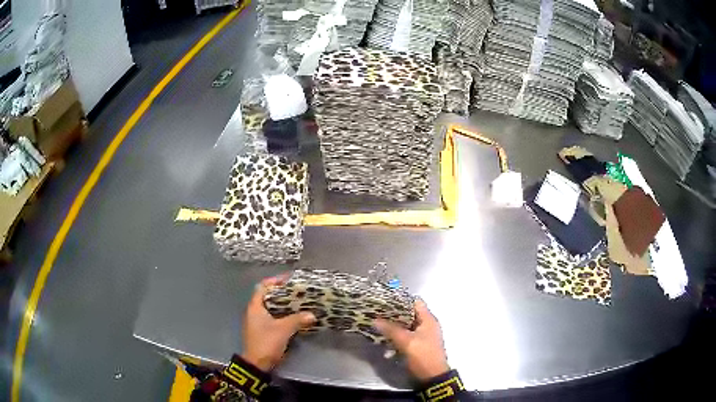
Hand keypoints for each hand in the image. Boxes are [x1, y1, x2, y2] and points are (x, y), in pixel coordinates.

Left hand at [242, 275, 315, 371]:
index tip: (290, 280)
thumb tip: (312, 314)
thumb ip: (297, 320)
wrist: (257, 364)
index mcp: (255, 307)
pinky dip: (284, 315)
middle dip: (283, 293)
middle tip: (299, 291)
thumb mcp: (283, 330)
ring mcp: (258, 321)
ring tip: (300, 302)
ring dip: (285, 305)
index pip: (263, 287)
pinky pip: (275, 317)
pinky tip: (296, 317)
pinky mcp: (263, 330)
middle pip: (269, 296)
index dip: (275, 281)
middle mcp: (255, 311)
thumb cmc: (266, 342)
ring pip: (273, 307)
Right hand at [374, 299, 449, 381]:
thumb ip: (391, 329)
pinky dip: (396, 339)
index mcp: (428, 320)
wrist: (432, 376)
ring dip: (393, 328)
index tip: (385, 300)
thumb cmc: (423, 355)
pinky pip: (405, 338)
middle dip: (393, 315)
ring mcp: (422, 336)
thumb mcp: (406, 341)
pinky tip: (385, 345)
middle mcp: (426, 325)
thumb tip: (375, 319)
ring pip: (405, 327)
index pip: (415, 302)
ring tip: (377, 328)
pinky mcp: (417, 346)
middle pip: (408, 314)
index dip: (401, 300)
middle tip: (377, 314)